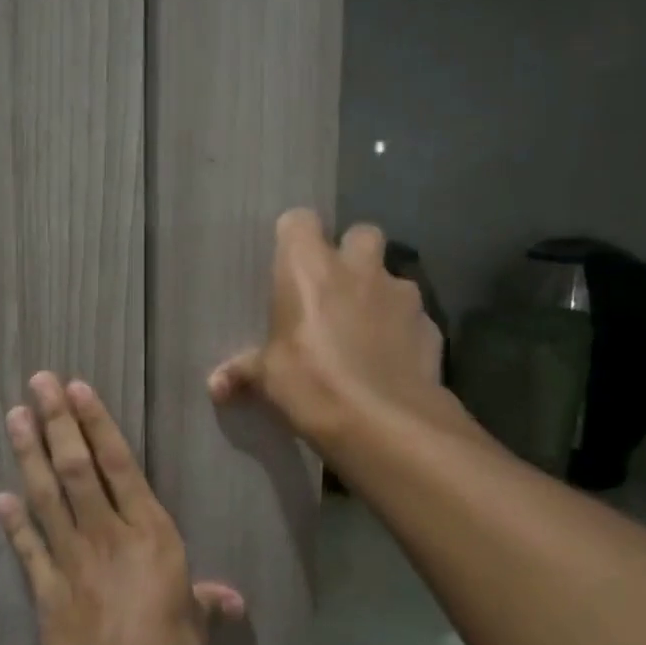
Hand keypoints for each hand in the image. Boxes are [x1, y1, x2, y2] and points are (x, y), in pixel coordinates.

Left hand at [0, 374, 242, 644]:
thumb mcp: (197, 630)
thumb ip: (207, 605)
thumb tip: (232, 601)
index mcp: (151, 535)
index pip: (120, 466)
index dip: (97, 425)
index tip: (77, 390)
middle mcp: (107, 535)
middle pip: (76, 468)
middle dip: (56, 422)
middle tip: (37, 384)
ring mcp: (71, 560)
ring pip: (46, 495)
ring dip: (29, 454)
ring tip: (14, 416)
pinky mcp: (46, 589)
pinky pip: (27, 547)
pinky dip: (13, 521)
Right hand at [208, 209, 460, 450]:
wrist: (386, 423)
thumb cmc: (313, 385)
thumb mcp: (269, 380)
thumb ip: (244, 372)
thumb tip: (215, 385)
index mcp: (309, 269)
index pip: (299, 221)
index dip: (294, 239)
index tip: (288, 265)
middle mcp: (359, 268)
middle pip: (360, 233)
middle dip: (351, 255)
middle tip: (335, 290)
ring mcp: (401, 293)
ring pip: (392, 275)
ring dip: (379, 294)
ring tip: (365, 331)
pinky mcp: (430, 325)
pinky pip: (413, 317)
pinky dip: (402, 330)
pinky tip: (391, 361)